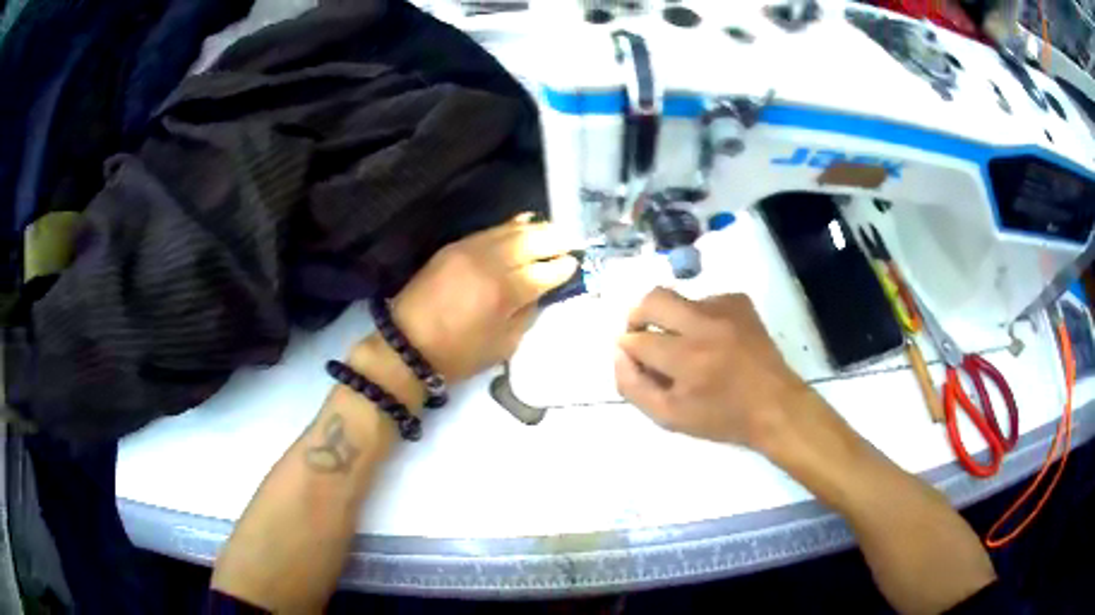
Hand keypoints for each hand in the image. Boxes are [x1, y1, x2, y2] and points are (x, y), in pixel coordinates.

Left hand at [388, 217, 578, 383]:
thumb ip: (527, 314)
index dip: (562, 268)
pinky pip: (489, 230)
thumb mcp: (504, 345)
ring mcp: (470, 250)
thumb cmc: (458, 354)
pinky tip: (525, 222)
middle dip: (555, 240)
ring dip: (536, 229)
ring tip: (554, 229)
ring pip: (511, 231)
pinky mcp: (455, 246)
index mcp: (503, 292)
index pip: (543, 272)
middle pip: (531, 242)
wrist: (407, 344)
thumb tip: (540, 292)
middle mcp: (489, 263)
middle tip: (573, 240)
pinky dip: (510, 226)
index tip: (575, 264)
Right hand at [615, 288, 809, 448]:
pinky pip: (704, 301)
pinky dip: (698, 318)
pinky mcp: (740, 302)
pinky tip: (711, 340)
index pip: (636, 340)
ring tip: (686, 346)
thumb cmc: (722, 418)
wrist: (775, 406)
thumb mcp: (670, 417)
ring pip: (679, 300)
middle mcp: (705, 325)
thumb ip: (634, 386)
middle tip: (641, 334)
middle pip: (653, 299)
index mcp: (687, 359)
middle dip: (637, 316)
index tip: (635, 360)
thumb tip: (619, 352)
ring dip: (671, 320)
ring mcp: (725, 308)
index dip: (628, 350)